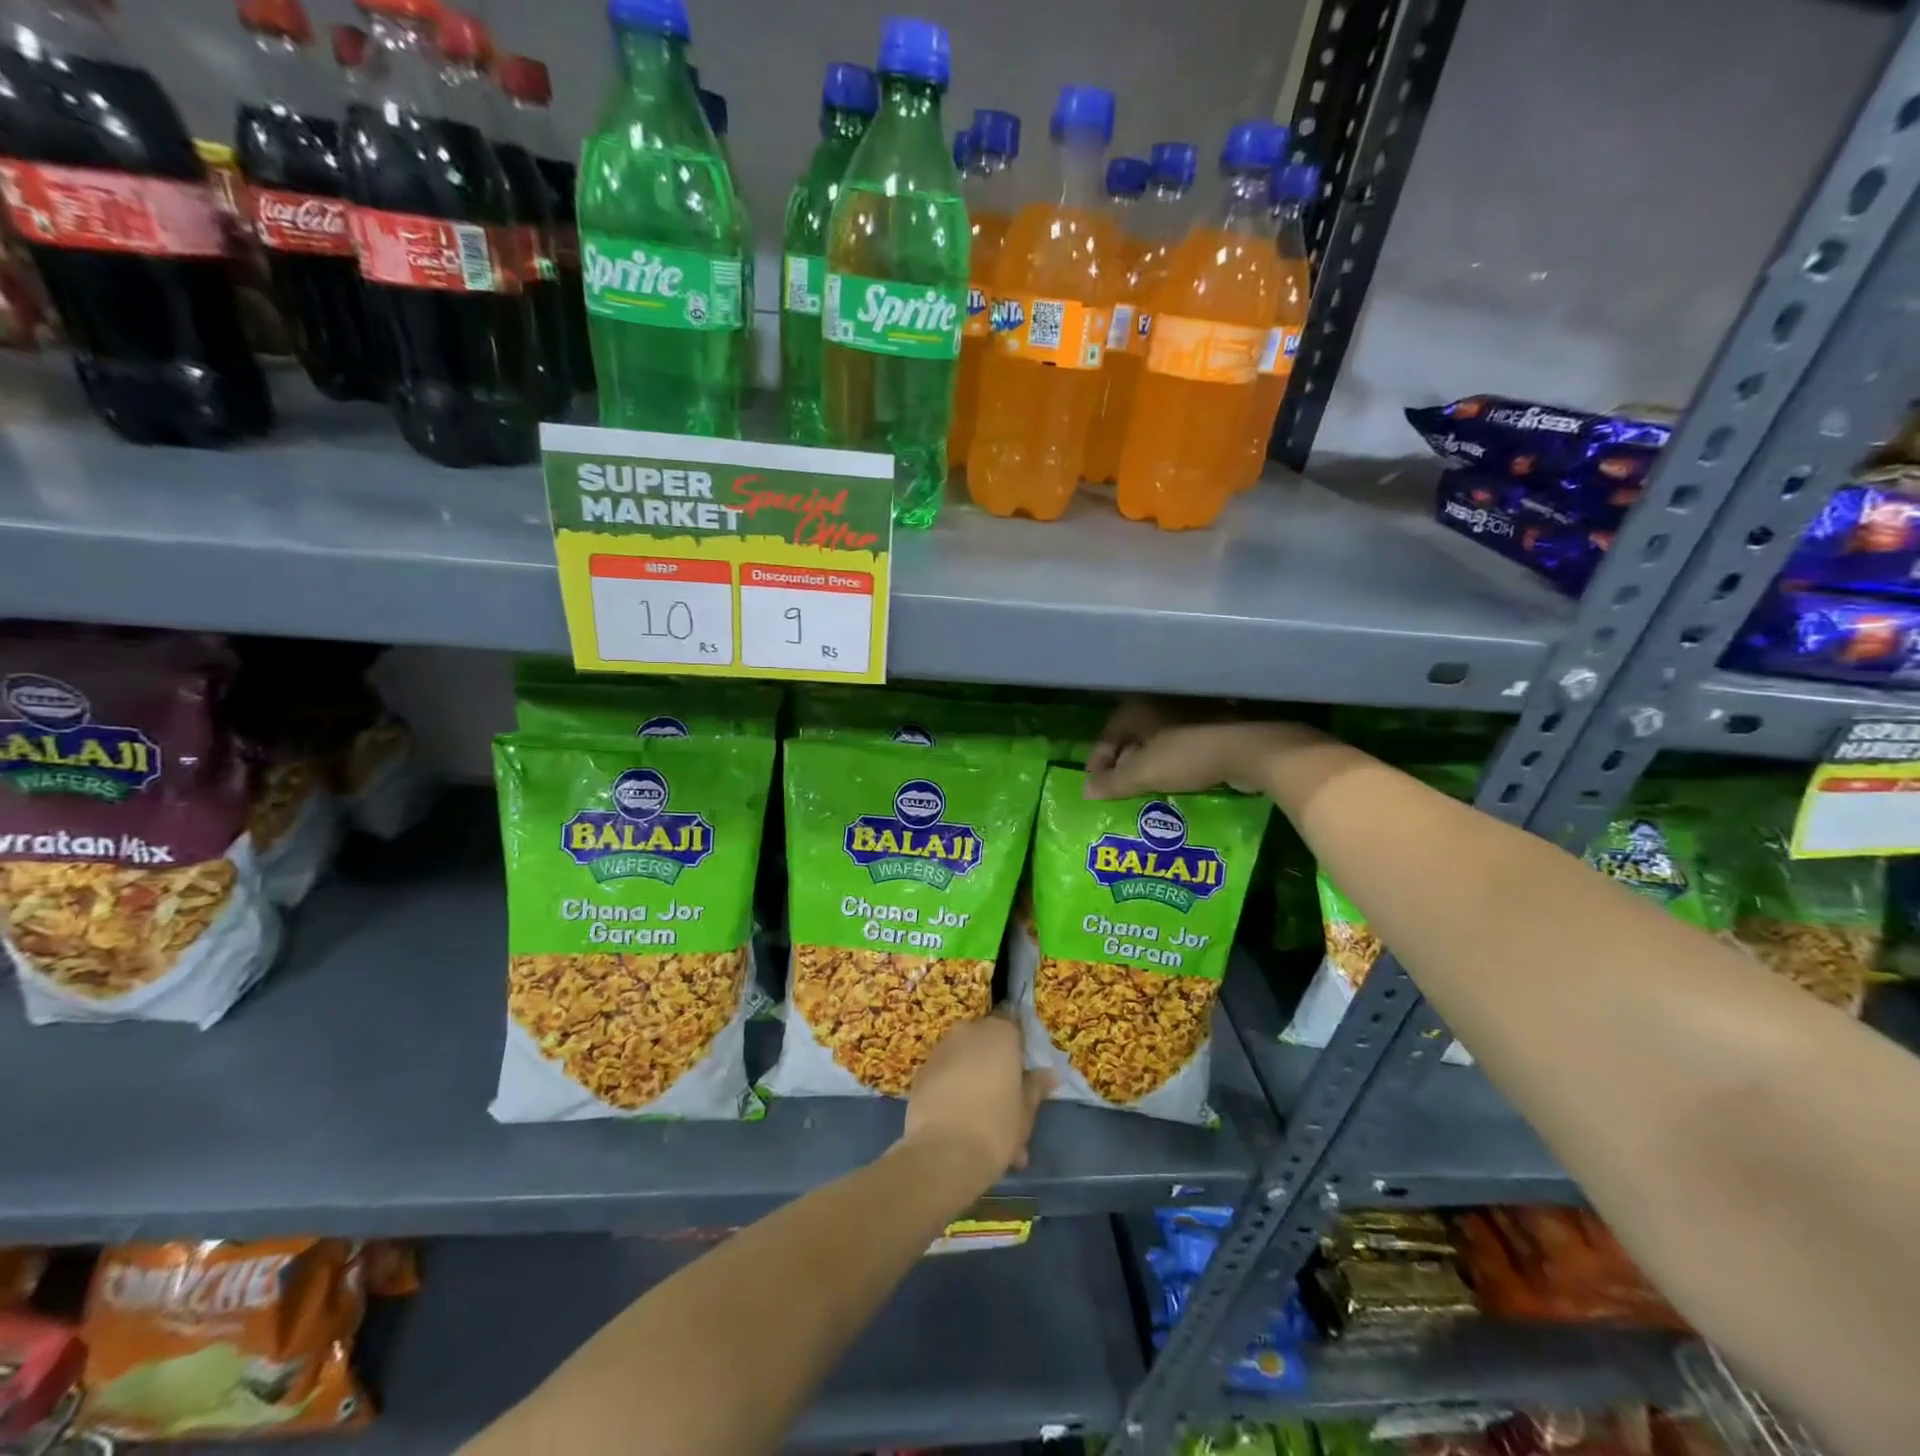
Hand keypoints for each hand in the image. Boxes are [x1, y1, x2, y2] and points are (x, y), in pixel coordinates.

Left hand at [902, 1011, 1053, 1183]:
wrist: (944, 1153)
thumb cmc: (996, 1126)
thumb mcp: (1026, 1111)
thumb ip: (1036, 1087)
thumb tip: (1050, 1074)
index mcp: (999, 1033)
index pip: (1015, 1028)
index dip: (1020, 1052)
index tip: (1024, 1077)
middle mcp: (968, 1032)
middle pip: (987, 1044)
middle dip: (996, 1070)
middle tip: (1006, 1106)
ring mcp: (940, 1050)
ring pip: (964, 1062)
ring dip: (975, 1084)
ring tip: (983, 1128)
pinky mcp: (920, 1072)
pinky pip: (944, 1076)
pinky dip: (953, 1092)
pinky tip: (960, 1125)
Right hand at [1084, 697, 1328, 798]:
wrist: (1251, 748)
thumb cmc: (1188, 754)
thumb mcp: (1144, 773)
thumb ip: (1113, 782)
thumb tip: (1086, 791)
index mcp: (1138, 708)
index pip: (1107, 735)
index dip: (1097, 763)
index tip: (1095, 787)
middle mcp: (1160, 702)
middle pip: (1131, 737)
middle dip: (1122, 763)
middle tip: (1117, 789)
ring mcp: (1189, 711)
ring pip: (1157, 740)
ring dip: (1148, 763)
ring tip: (1144, 788)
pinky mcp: (1213, 724)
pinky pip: (1181, 745)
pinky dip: (1172, 762)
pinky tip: (1174, 781)